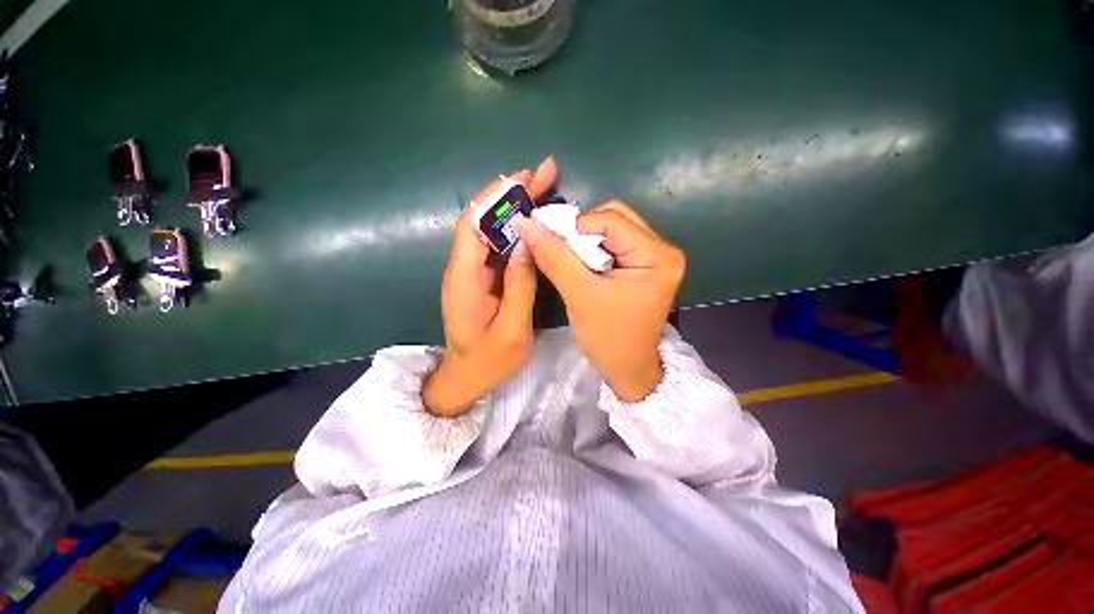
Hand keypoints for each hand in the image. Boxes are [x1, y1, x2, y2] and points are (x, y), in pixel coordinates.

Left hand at [423, 158, 557, 416]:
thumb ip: (520, 285)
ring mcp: (473, 272)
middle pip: (484, 220)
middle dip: (511, 194)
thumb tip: (529, 243)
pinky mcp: (482, 278)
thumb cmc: (489, 361)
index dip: (496, 197)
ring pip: (492, 230)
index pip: (474, 225)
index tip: (523, 177)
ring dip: (516, 207)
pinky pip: (498, 246)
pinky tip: (535, 220)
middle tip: (544, 173)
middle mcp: (464, 268)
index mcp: (465, 279)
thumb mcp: (513, 329)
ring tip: (544, 187)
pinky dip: (516, 229)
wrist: (466, 379)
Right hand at [514, 201, 684, 401]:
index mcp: (657, 256)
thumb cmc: (608, 339)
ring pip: (612, 230)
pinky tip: (582, 267)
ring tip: (571, 264)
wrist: (627, 370)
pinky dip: (592, 251)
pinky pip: (614, 245)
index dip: (576, 227)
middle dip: (581, 233)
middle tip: (561, 254)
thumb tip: (525, 223)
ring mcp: (655, 258)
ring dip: (585, 243)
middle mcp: (663, 250)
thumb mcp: (579, 295)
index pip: (611, 219)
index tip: (550, 244)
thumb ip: (553, 257)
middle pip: (614, 220)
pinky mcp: (645, 266)